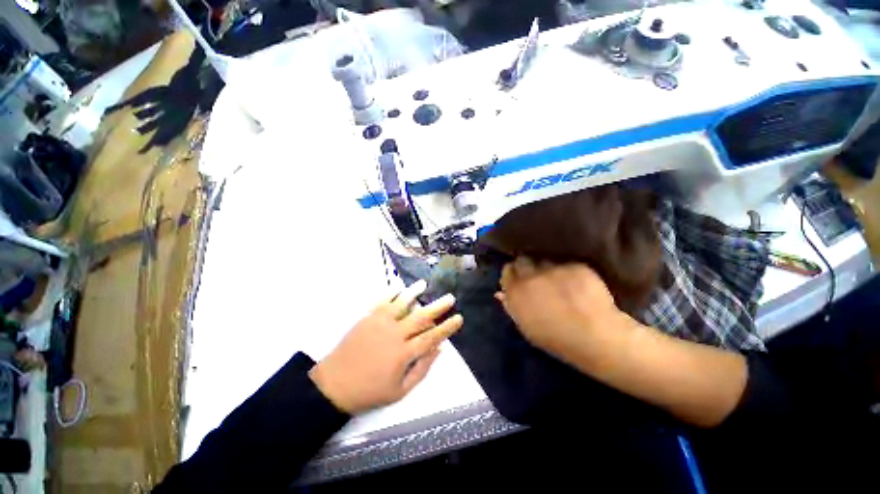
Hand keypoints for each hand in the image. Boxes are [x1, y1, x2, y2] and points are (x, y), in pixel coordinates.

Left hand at [309, 280, 463, 413]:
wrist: (334, 385)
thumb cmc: (369, 391)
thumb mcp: (400, 391)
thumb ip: (421, 369)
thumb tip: (438, 350)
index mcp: (403, 354)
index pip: (431, 337)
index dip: (447, 328)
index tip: (458, 318)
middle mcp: (394, 335)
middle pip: (421, 317)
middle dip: (438, 307)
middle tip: (450, 297)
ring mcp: (379, 323)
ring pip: (401, 304)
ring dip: (414, 292)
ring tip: (424, 284)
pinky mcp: (367, 318)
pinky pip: (381, 301)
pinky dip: (391, 292)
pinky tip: (399, 286)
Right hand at [497, 257, 626, 359]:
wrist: (595, 337)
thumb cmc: (555, 339)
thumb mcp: (526, 327)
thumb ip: (511, 306)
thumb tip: (501, 292)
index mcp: (516, 291)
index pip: (507, 270)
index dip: (513, 274)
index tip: (518, 279)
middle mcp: (531, 275)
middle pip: (523, 260)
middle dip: (527, 266)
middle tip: (536, 277)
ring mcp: (554, 269)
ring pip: (545, 261)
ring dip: (547, 269)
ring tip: (558, 281)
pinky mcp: (574, 265)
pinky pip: (566, 265)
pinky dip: (569, 272)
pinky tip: (576, 284)